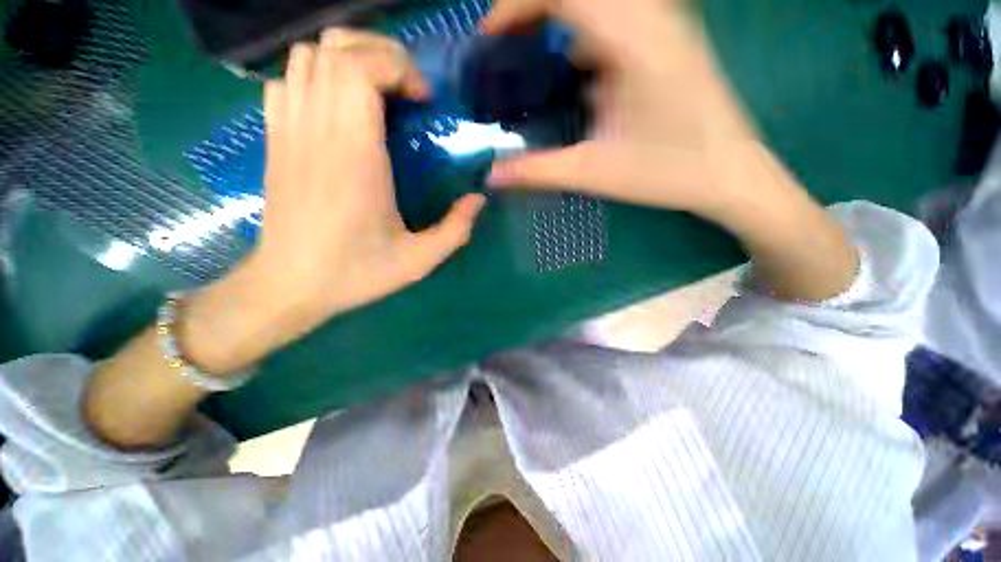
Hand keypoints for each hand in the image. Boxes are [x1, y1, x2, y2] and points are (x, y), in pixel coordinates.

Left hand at [257, 30, 485, 317]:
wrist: (290, 285)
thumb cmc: (355, 272)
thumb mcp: (419, 261)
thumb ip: (455, 230)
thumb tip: (478, 200)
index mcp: (354, 155)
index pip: (362, 68)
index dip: (399, 68)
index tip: (423, 101)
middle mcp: (316, 130)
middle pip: (336, 49)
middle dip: (379, 54)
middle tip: (406, 91)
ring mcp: (288, 130)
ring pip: (307, 57)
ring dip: (347, 61)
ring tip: (375, 93)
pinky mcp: (273, 139)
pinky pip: (287, 81)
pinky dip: (315, 78)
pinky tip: (337, 108)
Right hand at [482, 0, 782, 221]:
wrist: (729, 174)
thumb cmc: (667, 172)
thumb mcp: (593, 173)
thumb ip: (537, 171)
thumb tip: (491, 176)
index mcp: (634, 41)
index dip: (516, 3)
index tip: (490, 37)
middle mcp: (652, 16)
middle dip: (532, 6)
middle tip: (506, 42)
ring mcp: (664, 22)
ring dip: (558, 15)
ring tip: (530, 51)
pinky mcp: (667, 37)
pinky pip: (616, 14)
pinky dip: (582, 29)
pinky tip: (573, 68)